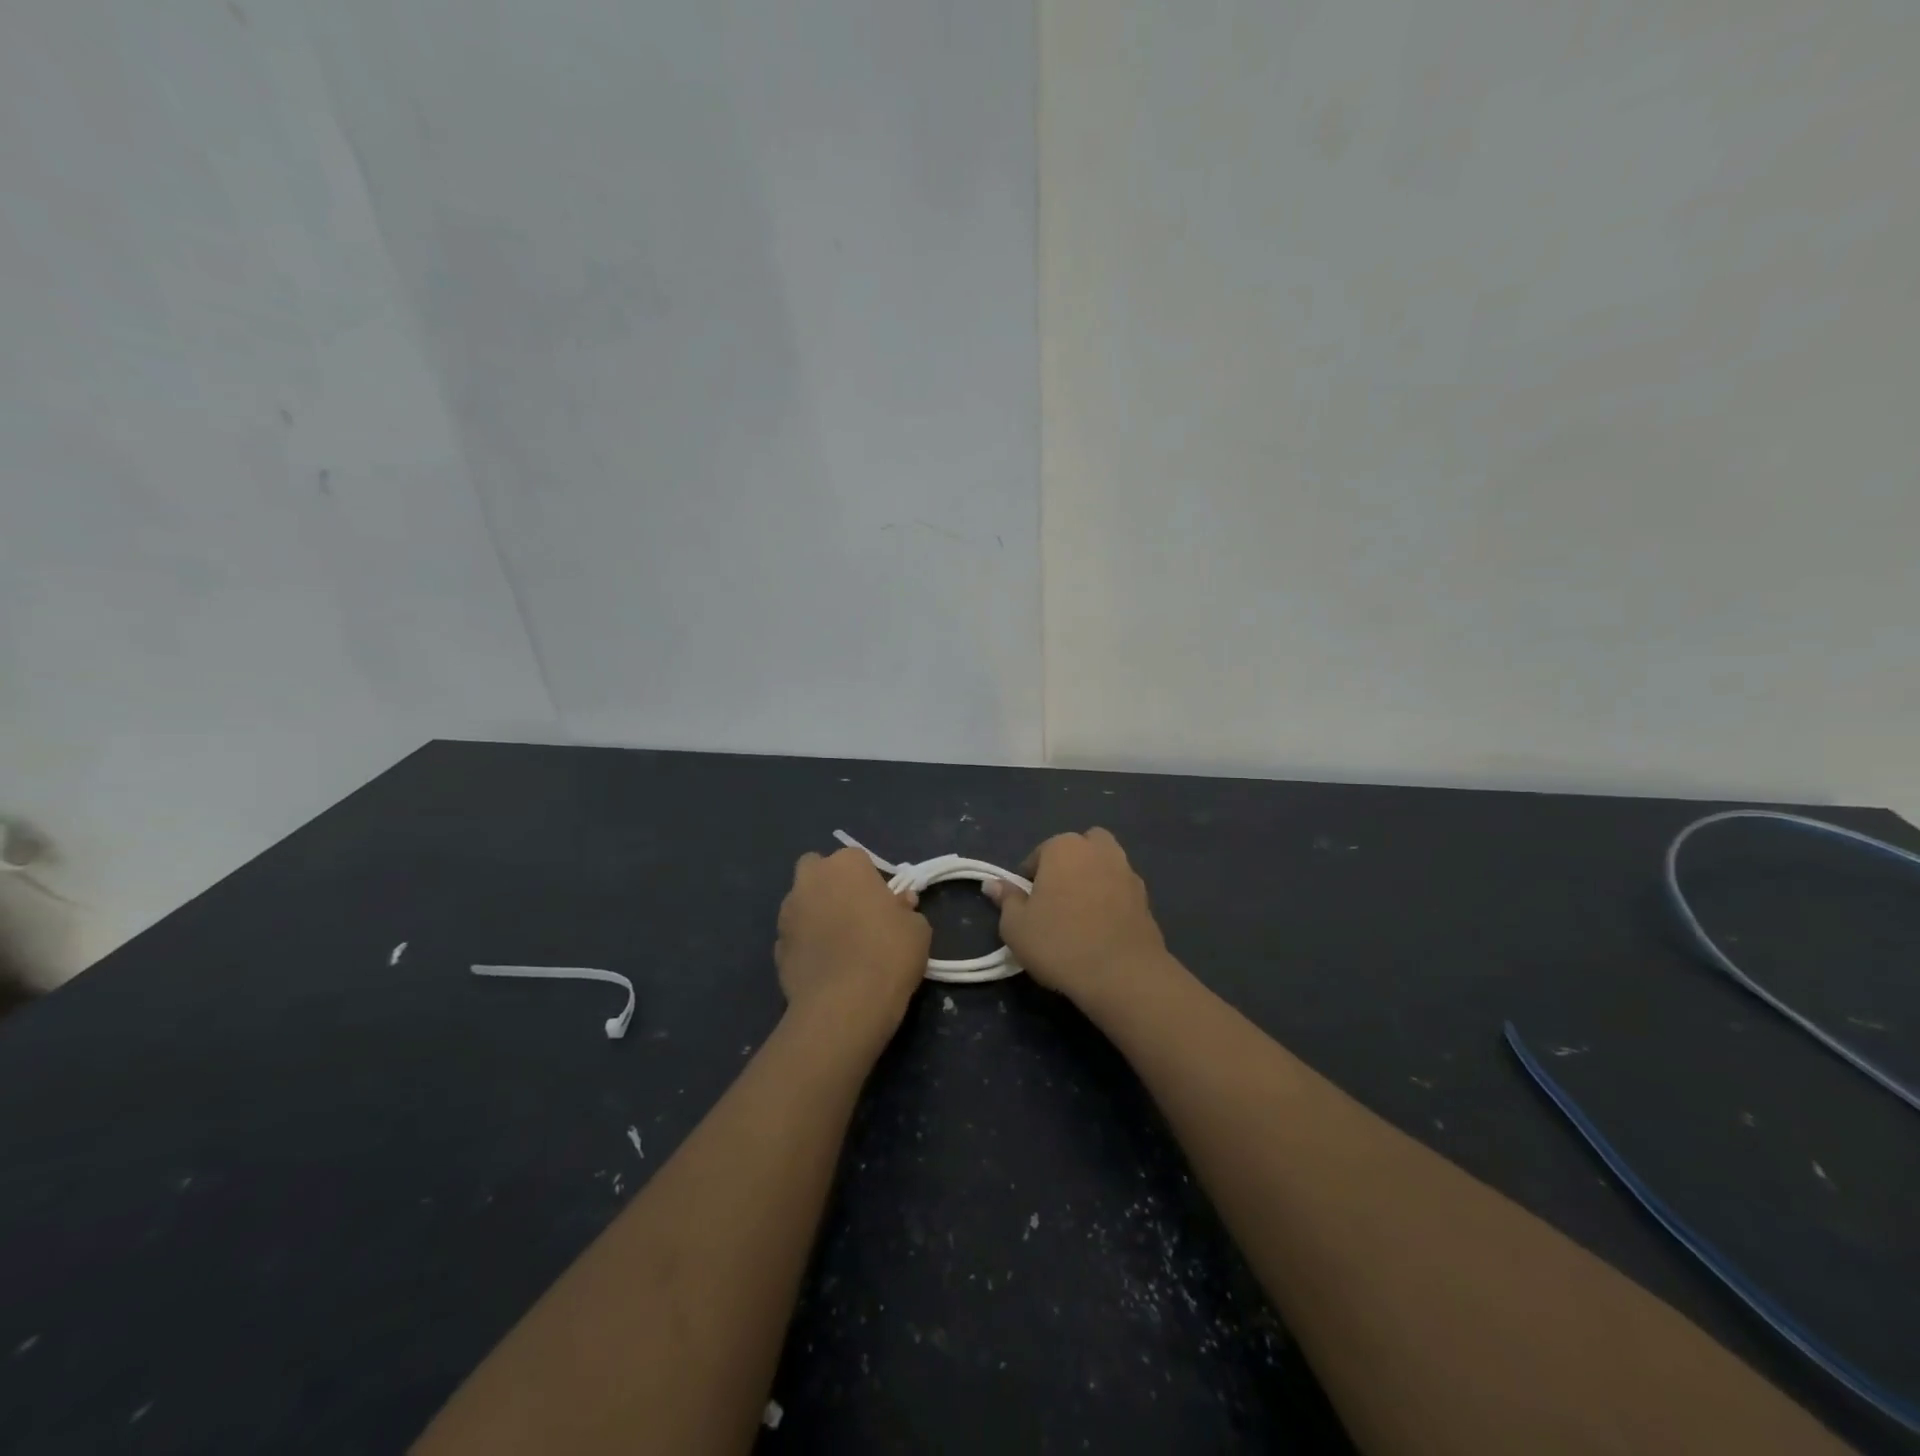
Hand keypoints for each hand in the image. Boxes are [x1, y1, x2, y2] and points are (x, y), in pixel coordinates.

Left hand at [775, 847, 930, 1046]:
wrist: (845, 1005)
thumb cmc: (888, 954)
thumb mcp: (917, 929)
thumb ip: (905, 910)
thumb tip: (898, 905)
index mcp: (845, 865)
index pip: (857, 860)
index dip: (871, 881)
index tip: (884, 905)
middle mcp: (810, 881)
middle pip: (817, 871)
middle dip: (831, 885)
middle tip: (855, 914)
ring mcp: (787, 914)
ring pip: (801, 904)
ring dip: (816, 915)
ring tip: (840, 947)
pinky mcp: (775, 948)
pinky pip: (795, 938)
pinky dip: (806, 947)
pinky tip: (825, 969)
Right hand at [984, 828, 1168, 1008]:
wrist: (1122, 974)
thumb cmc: (1059, 943)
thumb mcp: (1016, 926)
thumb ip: (1005, 899)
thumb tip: (992, 883)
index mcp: (1064, 847)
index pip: (1038, 855)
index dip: (1029, 881)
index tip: (1028, 907)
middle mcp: (1098, 850)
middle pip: (1078, 849)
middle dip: (1067, 866)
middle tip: (1057, 901)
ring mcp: (1127, 871)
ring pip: (1104, 865)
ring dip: (1092, 880)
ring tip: (1081, 916)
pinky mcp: (1146, 897)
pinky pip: (1120, 890)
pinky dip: (1111, 900)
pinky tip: (1103, 929)